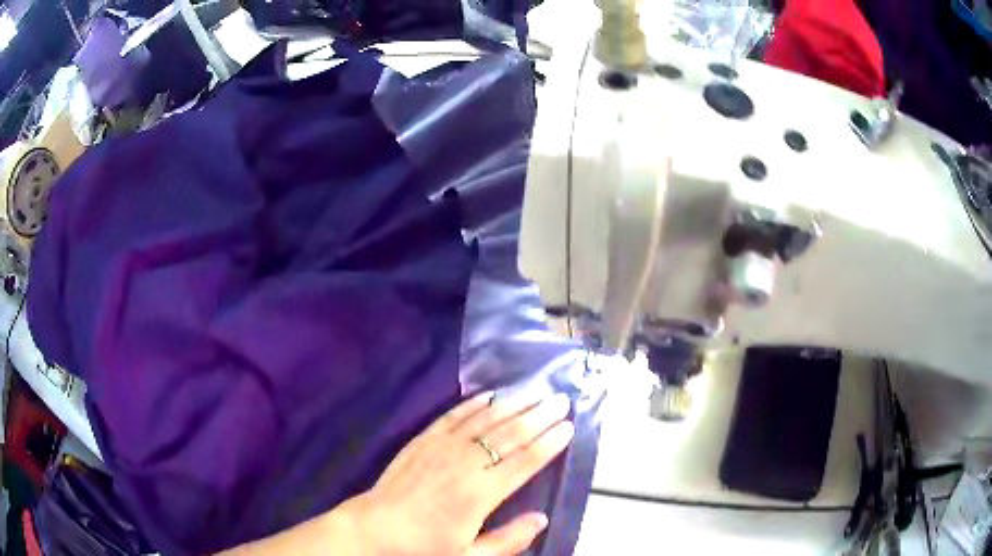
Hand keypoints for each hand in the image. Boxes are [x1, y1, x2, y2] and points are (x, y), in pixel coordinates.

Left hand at [347, 391, 574, 555]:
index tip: (568, 426)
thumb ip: (508, 540)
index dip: (549, 443)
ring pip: (484, 420)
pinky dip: (472, 404)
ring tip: (534, 392)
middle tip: (561, 400)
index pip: (524, 462)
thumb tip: (542, 519)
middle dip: (538, 416)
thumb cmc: (423, 546)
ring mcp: (442, 448)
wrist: (374, 529)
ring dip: (512, 404)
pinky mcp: (422, 440)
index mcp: (480, 494)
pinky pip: (452, 416)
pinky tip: (488, 395)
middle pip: (509, 435)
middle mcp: (465, 464)